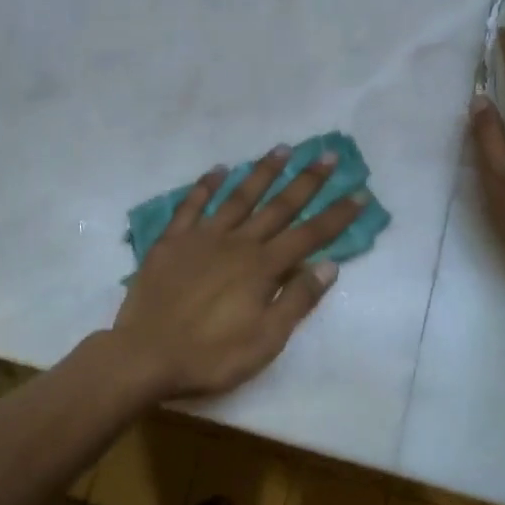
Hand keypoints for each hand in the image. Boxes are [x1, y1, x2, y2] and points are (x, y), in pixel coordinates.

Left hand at [112, 150, 365, 398]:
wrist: (145, 355)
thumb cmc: (211, 356)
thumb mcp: (265, 340)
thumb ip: (297, 300)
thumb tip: (329, 265)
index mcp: (262, 268)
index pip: (309, 235)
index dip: (336, 215)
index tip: (359, 193)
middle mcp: (237, 243)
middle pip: (278, 206)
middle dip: (306, 180)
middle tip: (326, 154)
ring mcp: (202, 238)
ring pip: (239, 197)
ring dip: (262, 172)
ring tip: (282, 149)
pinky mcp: (172, 241)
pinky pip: (191, 205)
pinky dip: (206, 185)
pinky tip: (219, 169)